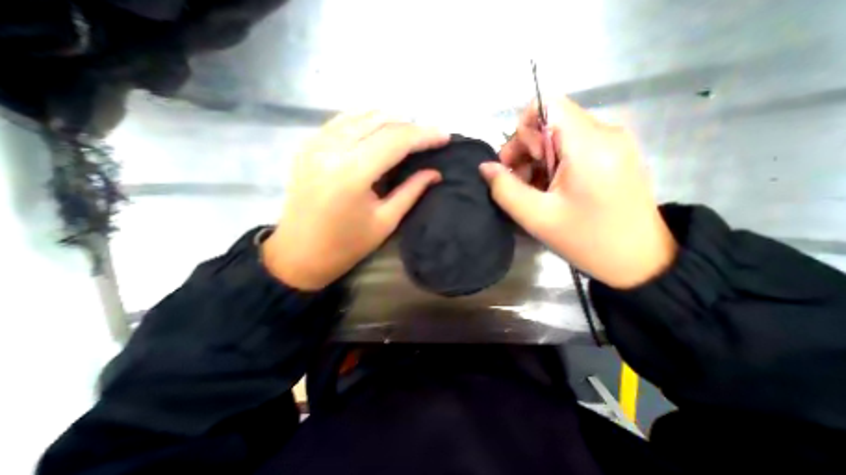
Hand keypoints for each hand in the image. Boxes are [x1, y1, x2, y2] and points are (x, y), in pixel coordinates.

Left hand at [264, 112, 448, 289]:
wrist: (299, 253)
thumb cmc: (346, 245)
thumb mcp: (385, 221)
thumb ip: (411, 191)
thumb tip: (434, 173)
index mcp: (352, 173)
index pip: (395, 140)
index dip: (424, 135)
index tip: (445, 136)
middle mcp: (331, 149)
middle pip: (379, 122)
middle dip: (410, 125)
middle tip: (429, 136)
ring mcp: (315, 143)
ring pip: (360, 115)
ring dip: (389, 120)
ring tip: (408, 132)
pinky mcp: (307, 145)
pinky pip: (341, 121)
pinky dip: (365, 120)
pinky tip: (378, 129)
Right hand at [479, 95, 678, 287]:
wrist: (638, 260)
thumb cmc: (587, 240)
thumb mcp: (537, 217)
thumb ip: (505, 189)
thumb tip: (485, 167)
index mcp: (589, 145)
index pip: (546, 106)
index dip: (522, 131)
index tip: (520, 163)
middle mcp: (605, 133)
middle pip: (550, 121)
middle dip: (526, 150)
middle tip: (519, 183)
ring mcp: (612, 143)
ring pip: (559, 135)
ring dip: (537, 159)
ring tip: (534, 191)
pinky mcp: (613, 154)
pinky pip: (572, 146)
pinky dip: (553, 164)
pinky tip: (551, 189)